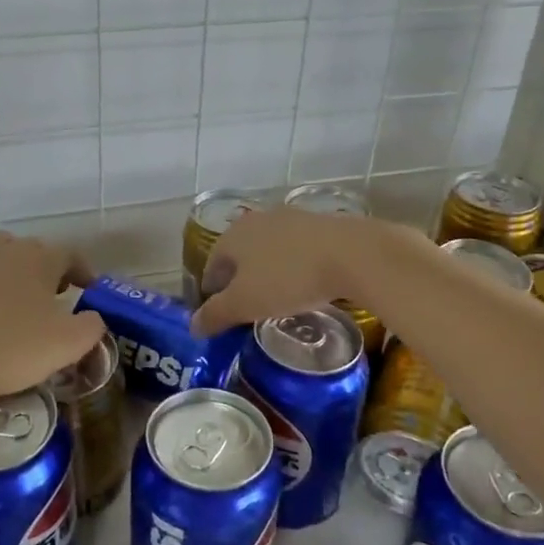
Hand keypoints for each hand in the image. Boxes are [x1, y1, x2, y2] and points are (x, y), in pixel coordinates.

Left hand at [0, 232, 106, 405]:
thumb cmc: (8, 350)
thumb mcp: (66, 345)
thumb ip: (92, 327)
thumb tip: (94, 317)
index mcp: (40, 259)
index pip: (71, 255)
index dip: (83, 272)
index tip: (88, 291)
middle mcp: (5, 249)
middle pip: (31, 251)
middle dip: (44, 270)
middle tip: (50, 299)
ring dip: (7, 268)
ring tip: (10, 296)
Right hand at [191, 208, 382, 335]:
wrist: (351, 253)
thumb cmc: (288, 278)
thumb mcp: (245, 303)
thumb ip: (215, 314)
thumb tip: (192, 326)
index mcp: (232, 236)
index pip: (212, 266)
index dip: (212, 293)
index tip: (220, 314)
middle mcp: (256, 220)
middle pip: (239, 255)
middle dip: (239, 280)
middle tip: (247, 308)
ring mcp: (288, 218)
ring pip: (267, 249)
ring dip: (266, 271)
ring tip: (276, 297)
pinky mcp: (318, 223)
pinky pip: (295, 248)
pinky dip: (292, 265)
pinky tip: (304, 283)